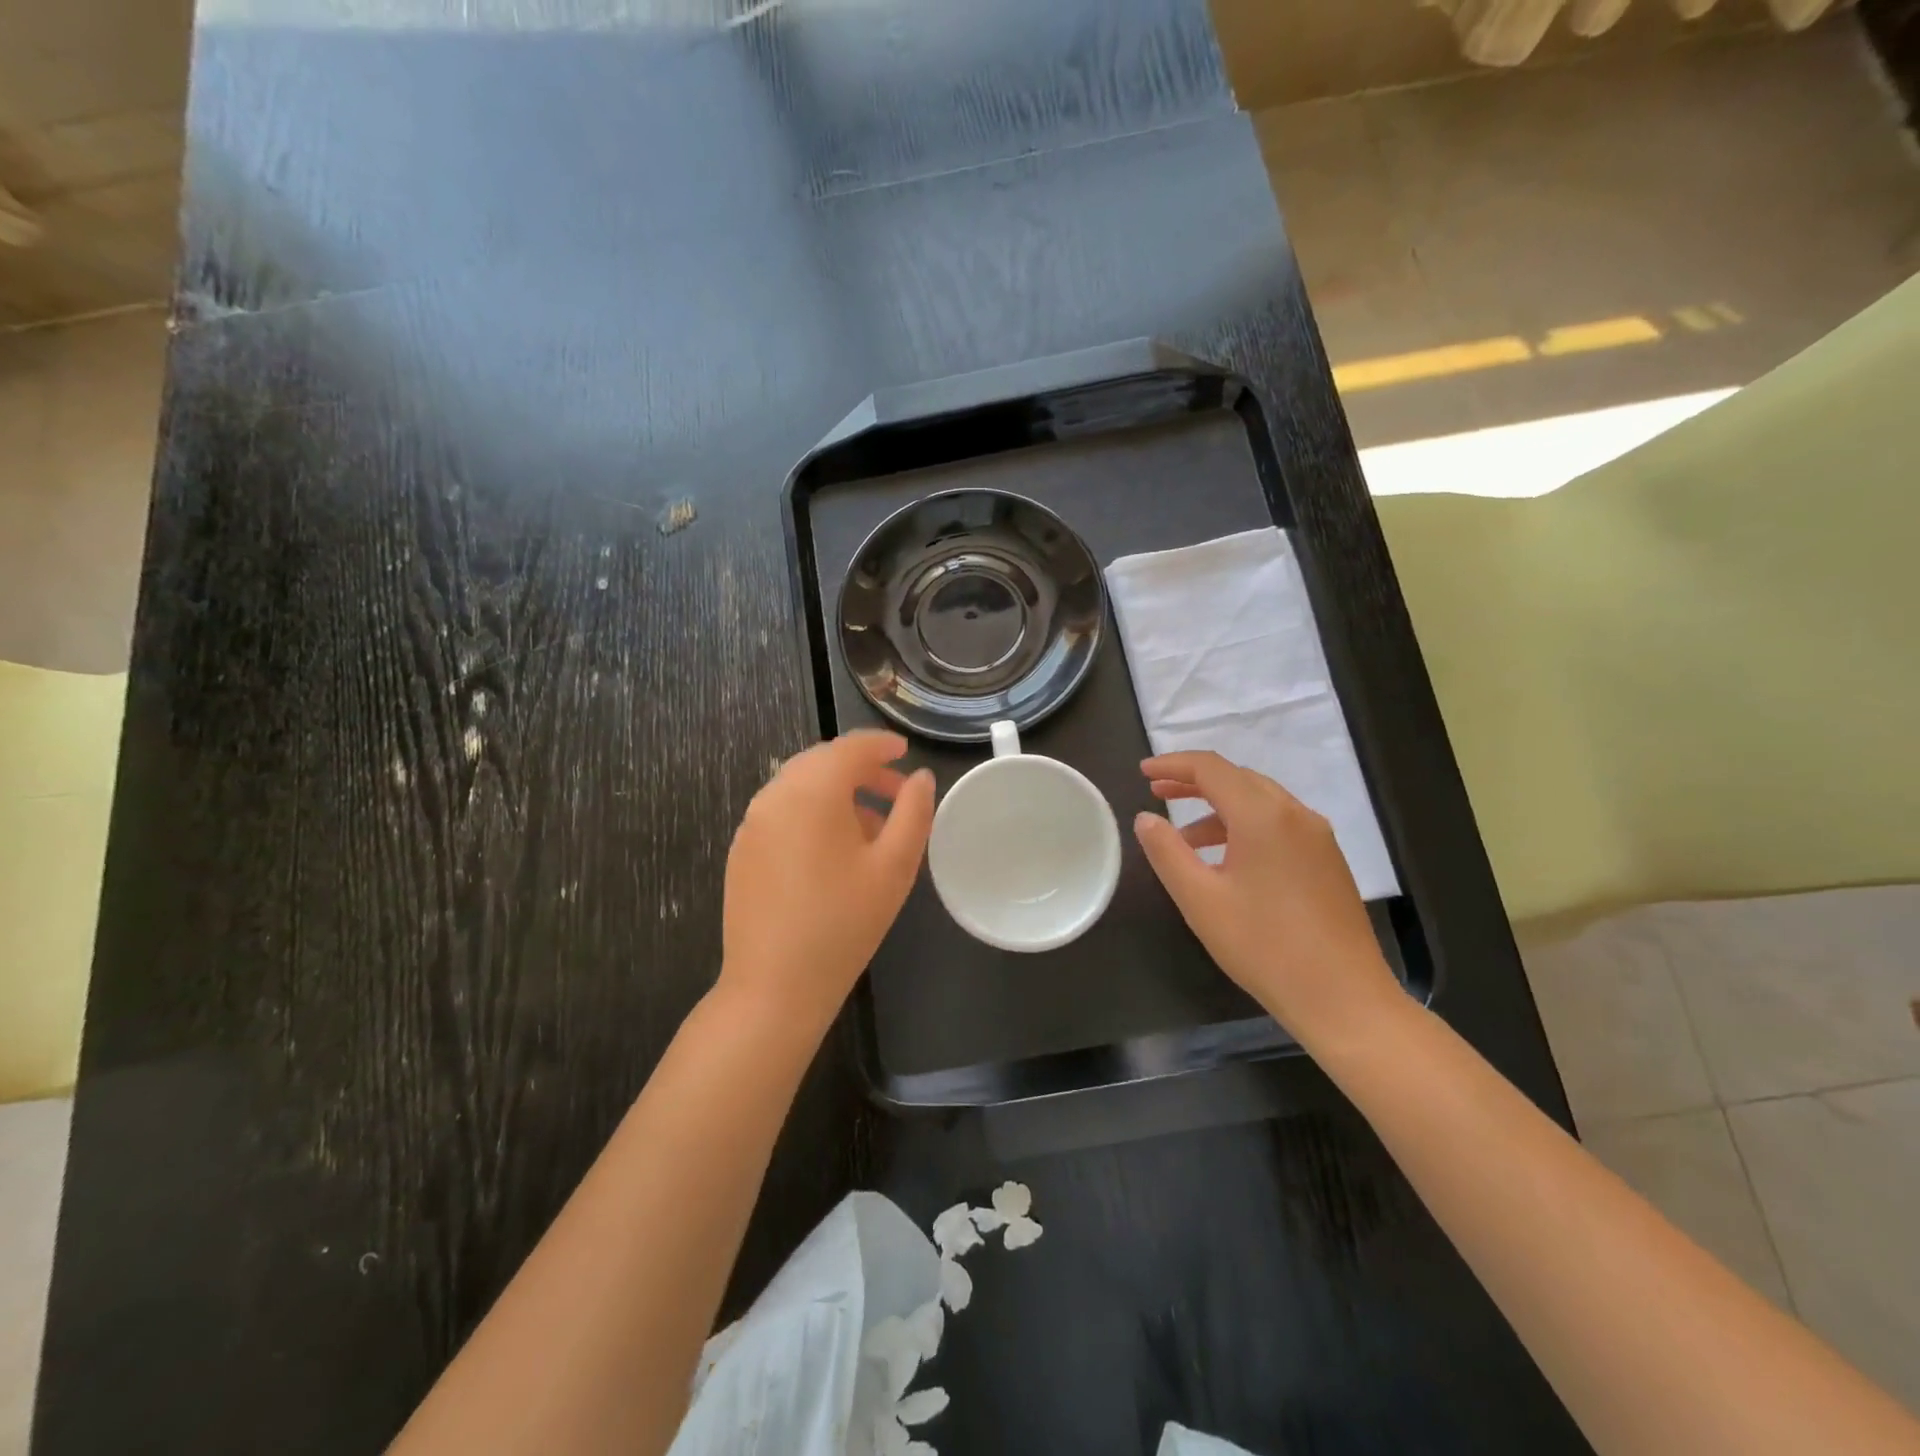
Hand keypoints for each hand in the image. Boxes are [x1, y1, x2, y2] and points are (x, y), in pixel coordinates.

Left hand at [718, 731, 934, 1032]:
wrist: (773, 987)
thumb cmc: (844, 923)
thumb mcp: (894, 867)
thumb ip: (913, 812)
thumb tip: (920, 777)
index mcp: (812, 791)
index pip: (850, 747)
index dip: (880, 744)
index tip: (904, 751)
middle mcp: (775, 795)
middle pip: (822, 762)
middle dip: (861, 769)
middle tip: (895, 792)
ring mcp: (752, 823)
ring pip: (800, 786)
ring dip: (837, 792)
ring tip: (871, 827)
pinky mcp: (742, 850)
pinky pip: (782, 812)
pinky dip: (812, 812)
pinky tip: (833, 852)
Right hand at [1132, 751, 1400, 1042]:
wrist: (1343, 998)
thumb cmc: (1263, 946)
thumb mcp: (1200, 899)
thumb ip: (1167, 852)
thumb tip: (1145, 818)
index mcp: (1263, 816)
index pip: (1211, 768)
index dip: (1173, 764)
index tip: (1142, 772)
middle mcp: (1295, 814)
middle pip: (1237, 778)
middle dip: (1194, 781)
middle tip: (1156, 793)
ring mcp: (1317, 836)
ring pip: (1260, 801)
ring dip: (1218, 807)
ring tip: (1183, 837)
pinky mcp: (1327, 859)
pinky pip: (1278, 824)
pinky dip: (1244, 825)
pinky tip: (1226, 859)